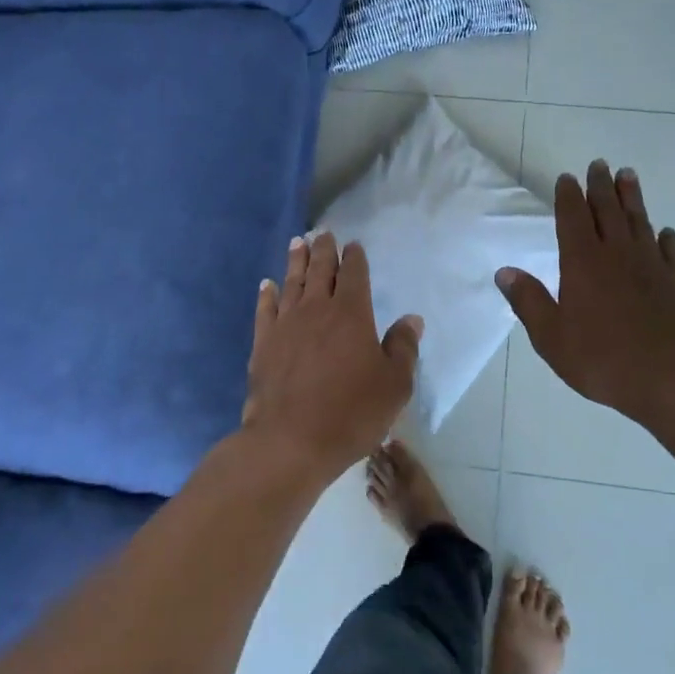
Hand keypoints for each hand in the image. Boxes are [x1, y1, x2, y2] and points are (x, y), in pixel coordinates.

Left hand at [239, 233, 423, 481]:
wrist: (291, 440)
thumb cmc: (351, 413)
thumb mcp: (394, 385)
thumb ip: (403, 348)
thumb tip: (412, 319)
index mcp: (352, 314)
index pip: (354, 275)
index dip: (354, 258)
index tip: (353, 245)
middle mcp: (317, 309)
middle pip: (320, 270)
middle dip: (324, 250)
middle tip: (323, 233)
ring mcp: (286, 325)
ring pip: (292, 283)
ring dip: (296, 261)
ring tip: (298, 242)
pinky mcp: (263, 343)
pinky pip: (265, 309)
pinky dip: (267, 294)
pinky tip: (267, 284)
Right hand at [497, 161, 674, 430]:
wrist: (670, 379)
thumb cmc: (602, 359)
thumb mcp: (551, 336)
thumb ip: (529, 301)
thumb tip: (505, 271)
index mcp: (582, 263)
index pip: (573, 219)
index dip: (568, 197)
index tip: (567, 178)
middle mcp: (617, 255)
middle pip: (608, 210)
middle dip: (600, 186)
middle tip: (599, 164)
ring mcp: (651, 267)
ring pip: (640, 222)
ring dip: (632, 198)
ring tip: (628, 175)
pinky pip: (671, 252)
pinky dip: (667, 238)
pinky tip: (666, 232)